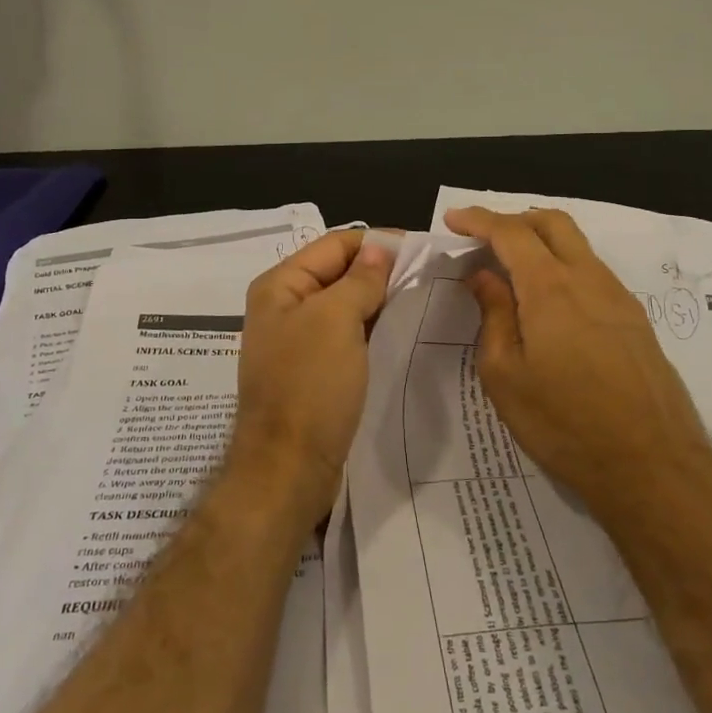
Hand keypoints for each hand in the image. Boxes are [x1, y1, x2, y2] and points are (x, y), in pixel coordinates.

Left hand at [227, 230, 395, 524]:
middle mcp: (286, 306)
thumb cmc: (309, 387)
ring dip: (380, 300)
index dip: (377, 243)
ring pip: (346, 305)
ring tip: (424, 299)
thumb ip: (359, 280)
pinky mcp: (315, 370)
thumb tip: (379, 249)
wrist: (287, 469)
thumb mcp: (336, 322)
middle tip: (431, 276)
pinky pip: (347, 336)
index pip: (335, 244)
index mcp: (281, 285)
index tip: (422, 249)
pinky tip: (403, 331)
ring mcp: (299, 340)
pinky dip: (373, 328)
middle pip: (340, 272)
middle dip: (381, 271)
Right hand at [445, 207, 710, 519]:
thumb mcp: (506, 376)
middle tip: (483, 238)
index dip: (478, 219)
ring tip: (512, 270)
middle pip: (552, 222)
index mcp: (550, 287)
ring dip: (541, 242)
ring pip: (577, 245)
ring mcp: (618, 296)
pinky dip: (563, 266)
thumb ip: (494, 316)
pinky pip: (592, 271)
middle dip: (514, 219)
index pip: (510, 232)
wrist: (653, 465)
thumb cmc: (565, 423)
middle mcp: (588, 278)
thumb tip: (484, 277)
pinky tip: (549, 302)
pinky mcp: (635, 319)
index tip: (453, 219)